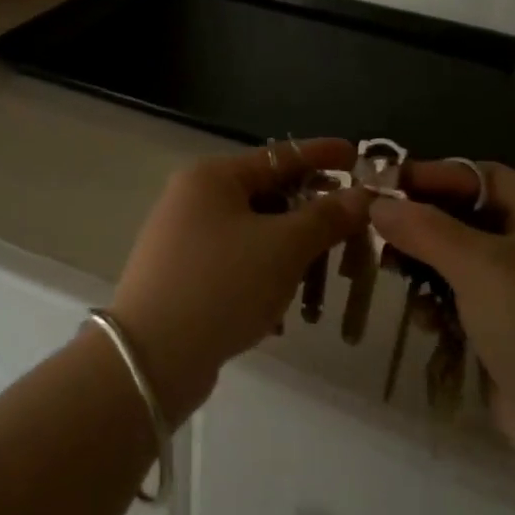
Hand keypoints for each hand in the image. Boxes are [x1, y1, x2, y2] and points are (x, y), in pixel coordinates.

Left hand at [110, 139, 370, 422]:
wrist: (151, 359)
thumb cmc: (223, 285)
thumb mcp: (284, 247)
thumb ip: (327, 217)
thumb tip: (362, 196)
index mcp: (214, 177)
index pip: (281, 155)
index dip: (323, 155)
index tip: (359, 156)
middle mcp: (195, 200)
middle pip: (271, 198)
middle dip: (314, 221)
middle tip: (353, 236)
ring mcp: (186, 240)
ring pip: (258, 237)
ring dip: (295, 259)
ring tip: (320, 291)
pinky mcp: (186, 277)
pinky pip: (240, 266)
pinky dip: (267, 280)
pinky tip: (284, 314)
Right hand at [371, 163, 514, 469]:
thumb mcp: (479, 265)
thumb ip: (425, 228)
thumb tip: (378, 203)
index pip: (484, 177)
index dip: (437, 175)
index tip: (387, 183)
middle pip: (471, 218)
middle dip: (426, 223)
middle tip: (379, 229)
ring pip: (464, 261)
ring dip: (428, 265)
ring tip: (392, 272)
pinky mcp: (511, 330)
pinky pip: (467, 300)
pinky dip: (442, 302)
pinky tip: (426, 319)